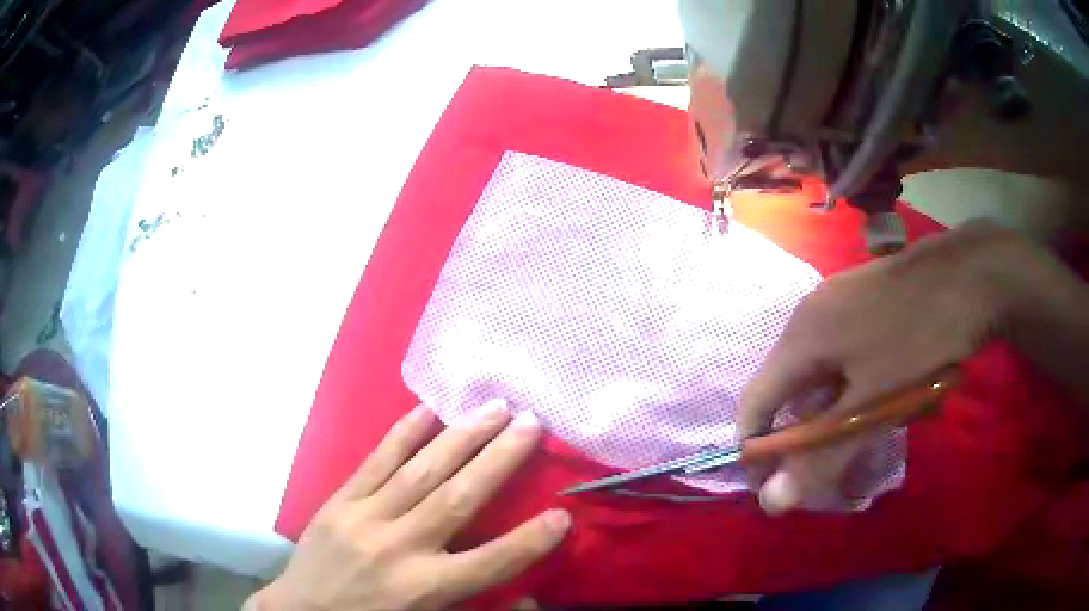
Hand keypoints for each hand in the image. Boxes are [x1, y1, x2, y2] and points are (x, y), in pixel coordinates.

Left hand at [247, 400, 569, 609]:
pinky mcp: (339, 502)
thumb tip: (531, 597)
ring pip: (420, 472)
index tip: (562, 514)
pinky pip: (375, 462)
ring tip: (495, 408)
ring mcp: (364, 519)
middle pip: (458, 500)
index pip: (491, 563)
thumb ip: (479, 608)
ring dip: (461, 437)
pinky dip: (404, 434)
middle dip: (500, 460)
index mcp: (425, 589)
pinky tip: (428, 410)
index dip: (530, 540)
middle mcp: (399, 549)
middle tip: (532, 424)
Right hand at [739, 221, 1033, 513]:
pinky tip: (888, 387)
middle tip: (836, 460)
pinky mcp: (863, 298)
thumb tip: (770, 504)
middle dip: (807, 431)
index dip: (756, 450)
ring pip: (821, 372)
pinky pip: (844, 351)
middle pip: (789, 388)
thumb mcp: (872, 406)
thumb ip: (820, 456)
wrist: (969, 275)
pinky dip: (855, 382)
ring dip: (837, 408)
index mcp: (802, 337)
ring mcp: (838, 301)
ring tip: (875, 421)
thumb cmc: (919, 340)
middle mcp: (811, 314)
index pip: (755, 402)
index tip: (776, 486)